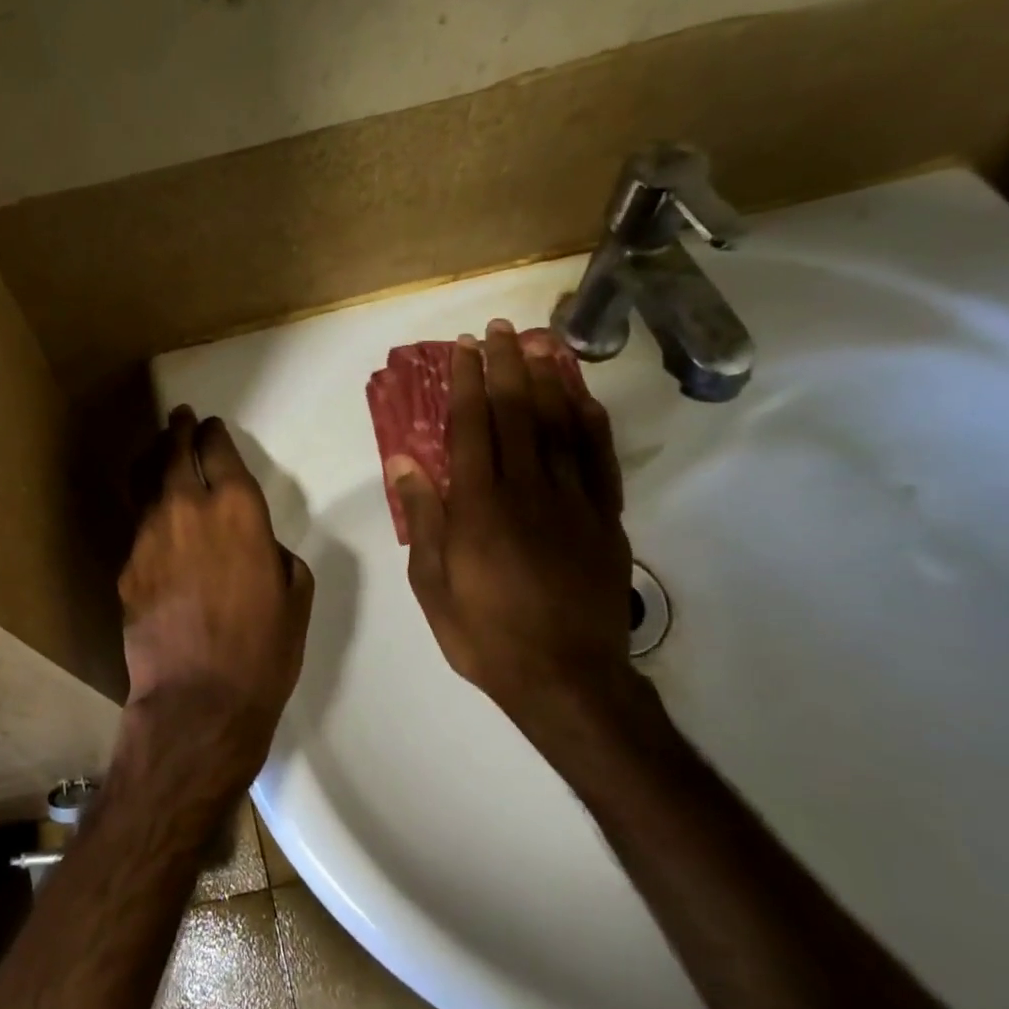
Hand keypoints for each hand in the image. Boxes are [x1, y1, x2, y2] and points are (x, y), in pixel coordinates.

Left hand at [120, 407, 314, 753]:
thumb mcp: (294, 593)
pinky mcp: (126, 565)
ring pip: (144, 481)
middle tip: (179, 419)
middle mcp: (187, 508)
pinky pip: (138, 525)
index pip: (218, 450)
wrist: (199, 700)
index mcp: (238, 509)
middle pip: (173, 452)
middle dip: (177, 430)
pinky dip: (147, 512)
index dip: (213, 434)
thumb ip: (272, 551)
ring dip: (153, 461)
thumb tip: (254, 542)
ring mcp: (148, 534)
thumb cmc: (263, 650)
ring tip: (157, 452)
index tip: (211, 427)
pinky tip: (154, 522)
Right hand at [387, 322, 645, 749]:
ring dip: (548, 379)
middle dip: (506, 366)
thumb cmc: (486, 634)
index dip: (466, 383)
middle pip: (517, 413)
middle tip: (499, 329)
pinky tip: (582, 397)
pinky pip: (598, 459)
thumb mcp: (433, 584)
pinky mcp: (605, 519)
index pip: (471, 428)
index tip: (463, 350)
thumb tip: (404, 462)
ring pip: (560, 426)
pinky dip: (590, 422)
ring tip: (540, 343)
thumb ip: (422, 518)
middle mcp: (527, 491)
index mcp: (479, 507)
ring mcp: (573, 502)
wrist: (568, 679)